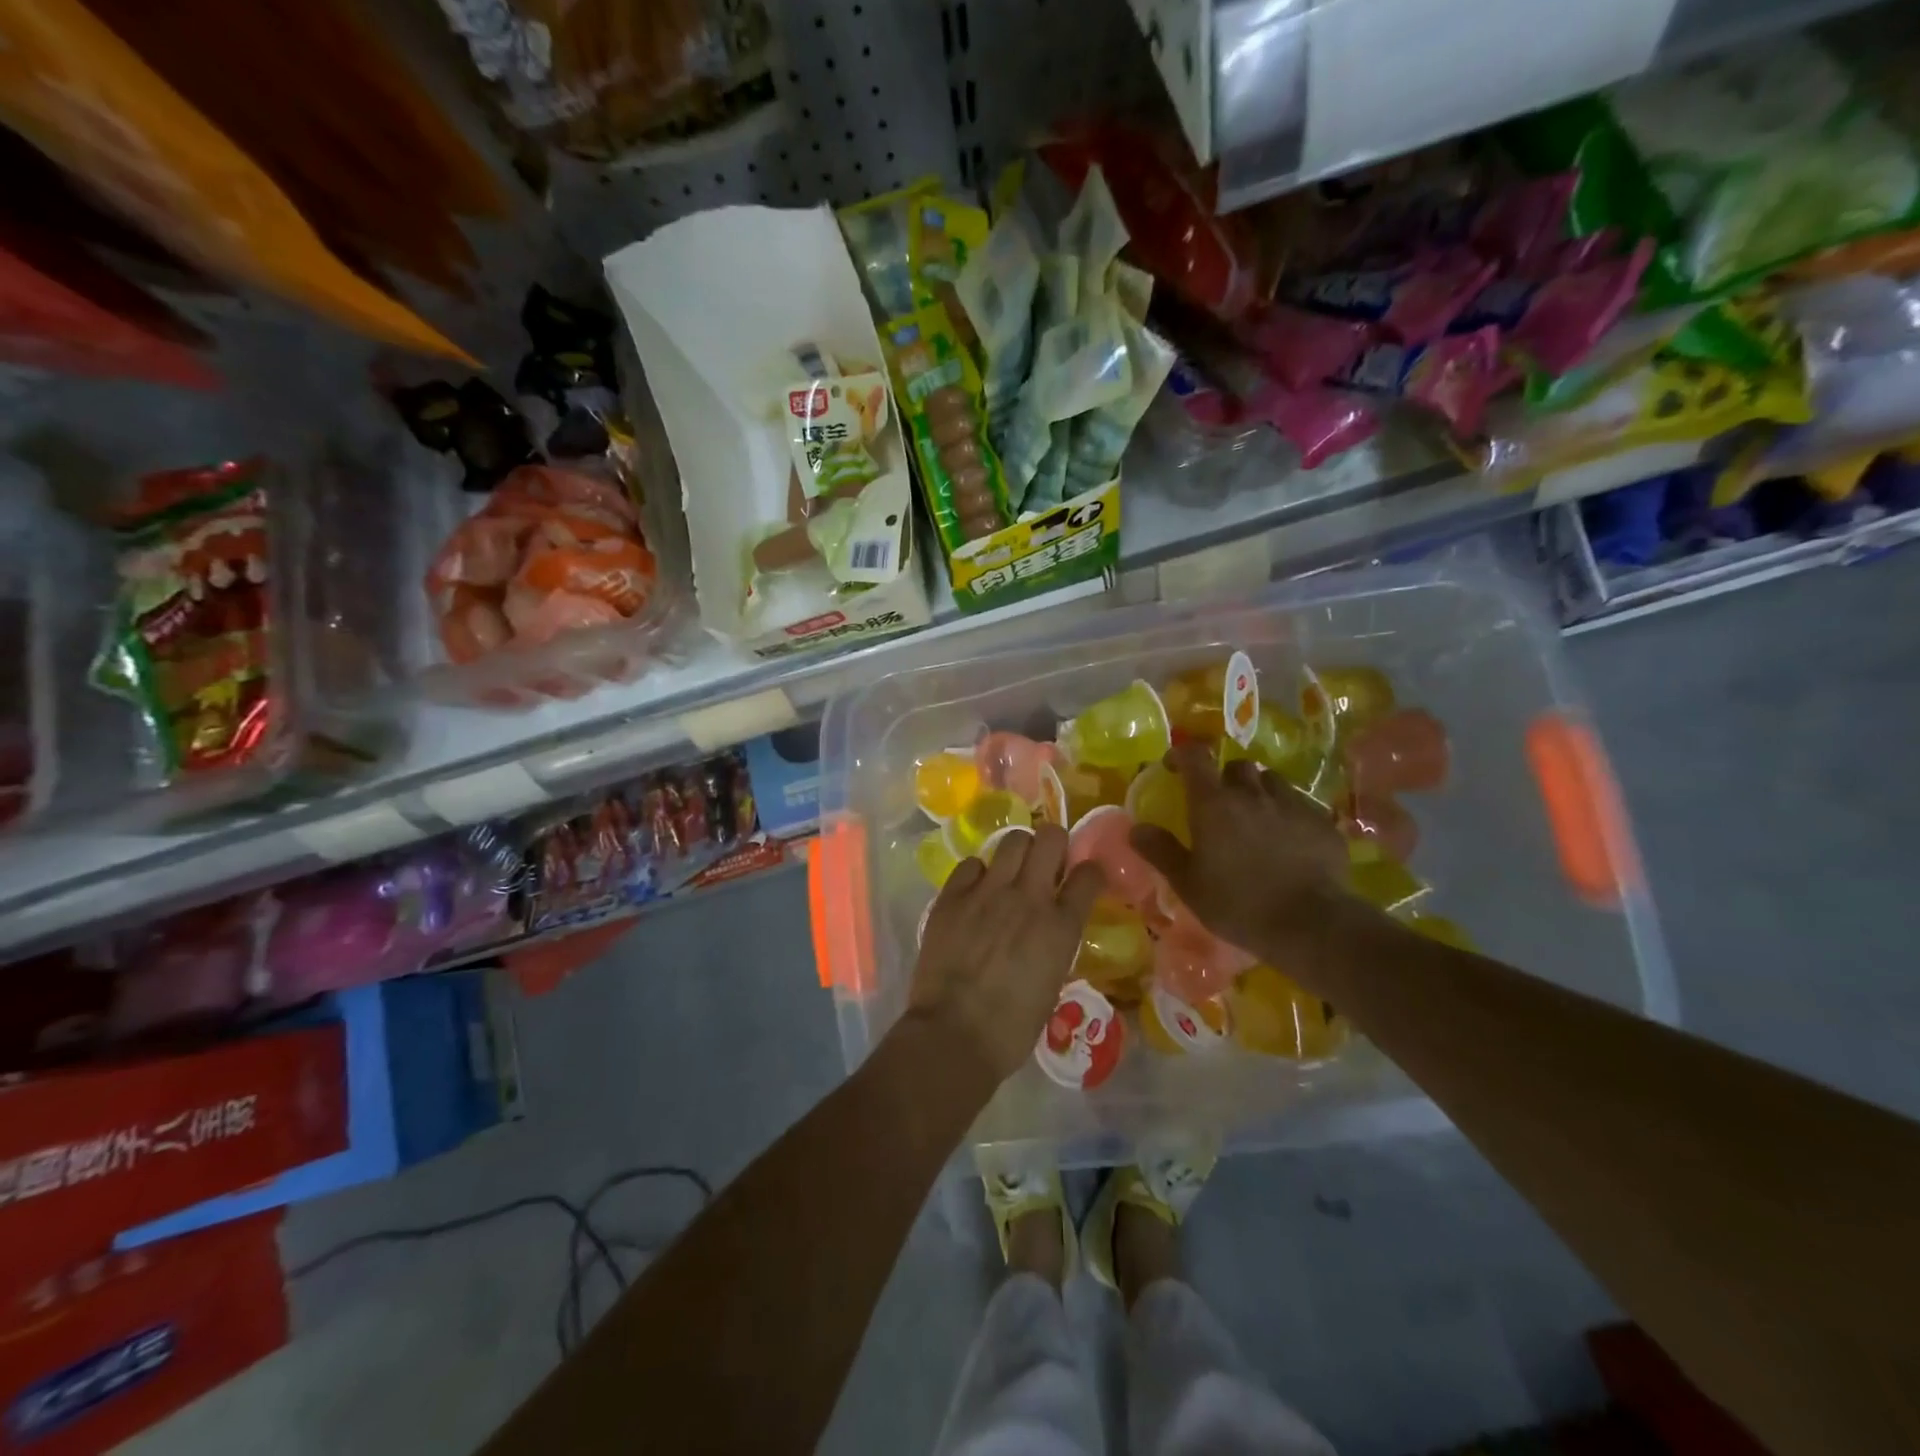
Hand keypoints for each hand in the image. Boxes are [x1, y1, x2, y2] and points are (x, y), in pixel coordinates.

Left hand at [906, 823, 1104, 1086]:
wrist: (953, 1034)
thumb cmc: (1011, 1028)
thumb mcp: (1052, 984)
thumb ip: (1056, 944)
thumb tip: (1051, 930)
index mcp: (1061, 926)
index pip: (1089, 874)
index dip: (1089, 872)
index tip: (1083, 878)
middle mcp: (1028, 898)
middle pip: (1051, 837)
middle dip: (1053, 845)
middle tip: (1046, 865)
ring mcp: (987, 892)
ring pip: (1012, 840)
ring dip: (1018, 852)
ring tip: (1011, 872)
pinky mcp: (952, 895)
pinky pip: (971, 864)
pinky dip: (978, 873)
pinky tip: (975, 892)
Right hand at [1130, 742, 1353, 965]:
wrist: (1311, 923)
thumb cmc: (1238, 904)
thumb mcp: (1188, 884)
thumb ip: (1161, 851)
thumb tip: (1137, 828)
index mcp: (1214, 803)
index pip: (1194, 757)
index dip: (1181, 755)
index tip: (1173, 767)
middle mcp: (1252, 793)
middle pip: (1236, 766)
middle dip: (1224, 777)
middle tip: (1219, 802)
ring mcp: (1291, 804)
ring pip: (1271, 781)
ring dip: (1258, 791)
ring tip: (1256, 817)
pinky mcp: (1322, 821)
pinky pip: (1300, 804)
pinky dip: (1287, 812)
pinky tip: (1289, 839)